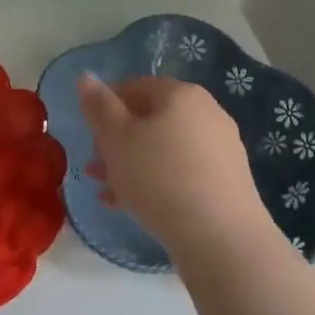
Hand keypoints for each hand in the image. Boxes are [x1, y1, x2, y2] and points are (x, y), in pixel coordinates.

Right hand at [78, 74, 269, 259]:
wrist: (220, 237)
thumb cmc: (159, 177)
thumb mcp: (116, 139)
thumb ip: (99, 106)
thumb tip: (87, 77)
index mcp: (181, 94)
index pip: (135, 86)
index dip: (107, 106)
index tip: (90, 133)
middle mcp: (207, 113)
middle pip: (152, 119)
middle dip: (119, 141)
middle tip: (96, 165)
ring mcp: (221, 147)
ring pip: (165, 149)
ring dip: (133, 164)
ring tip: (107, 190)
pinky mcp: (228, 181)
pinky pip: (183, 172)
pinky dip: (158, 181)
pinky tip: (133, 205)